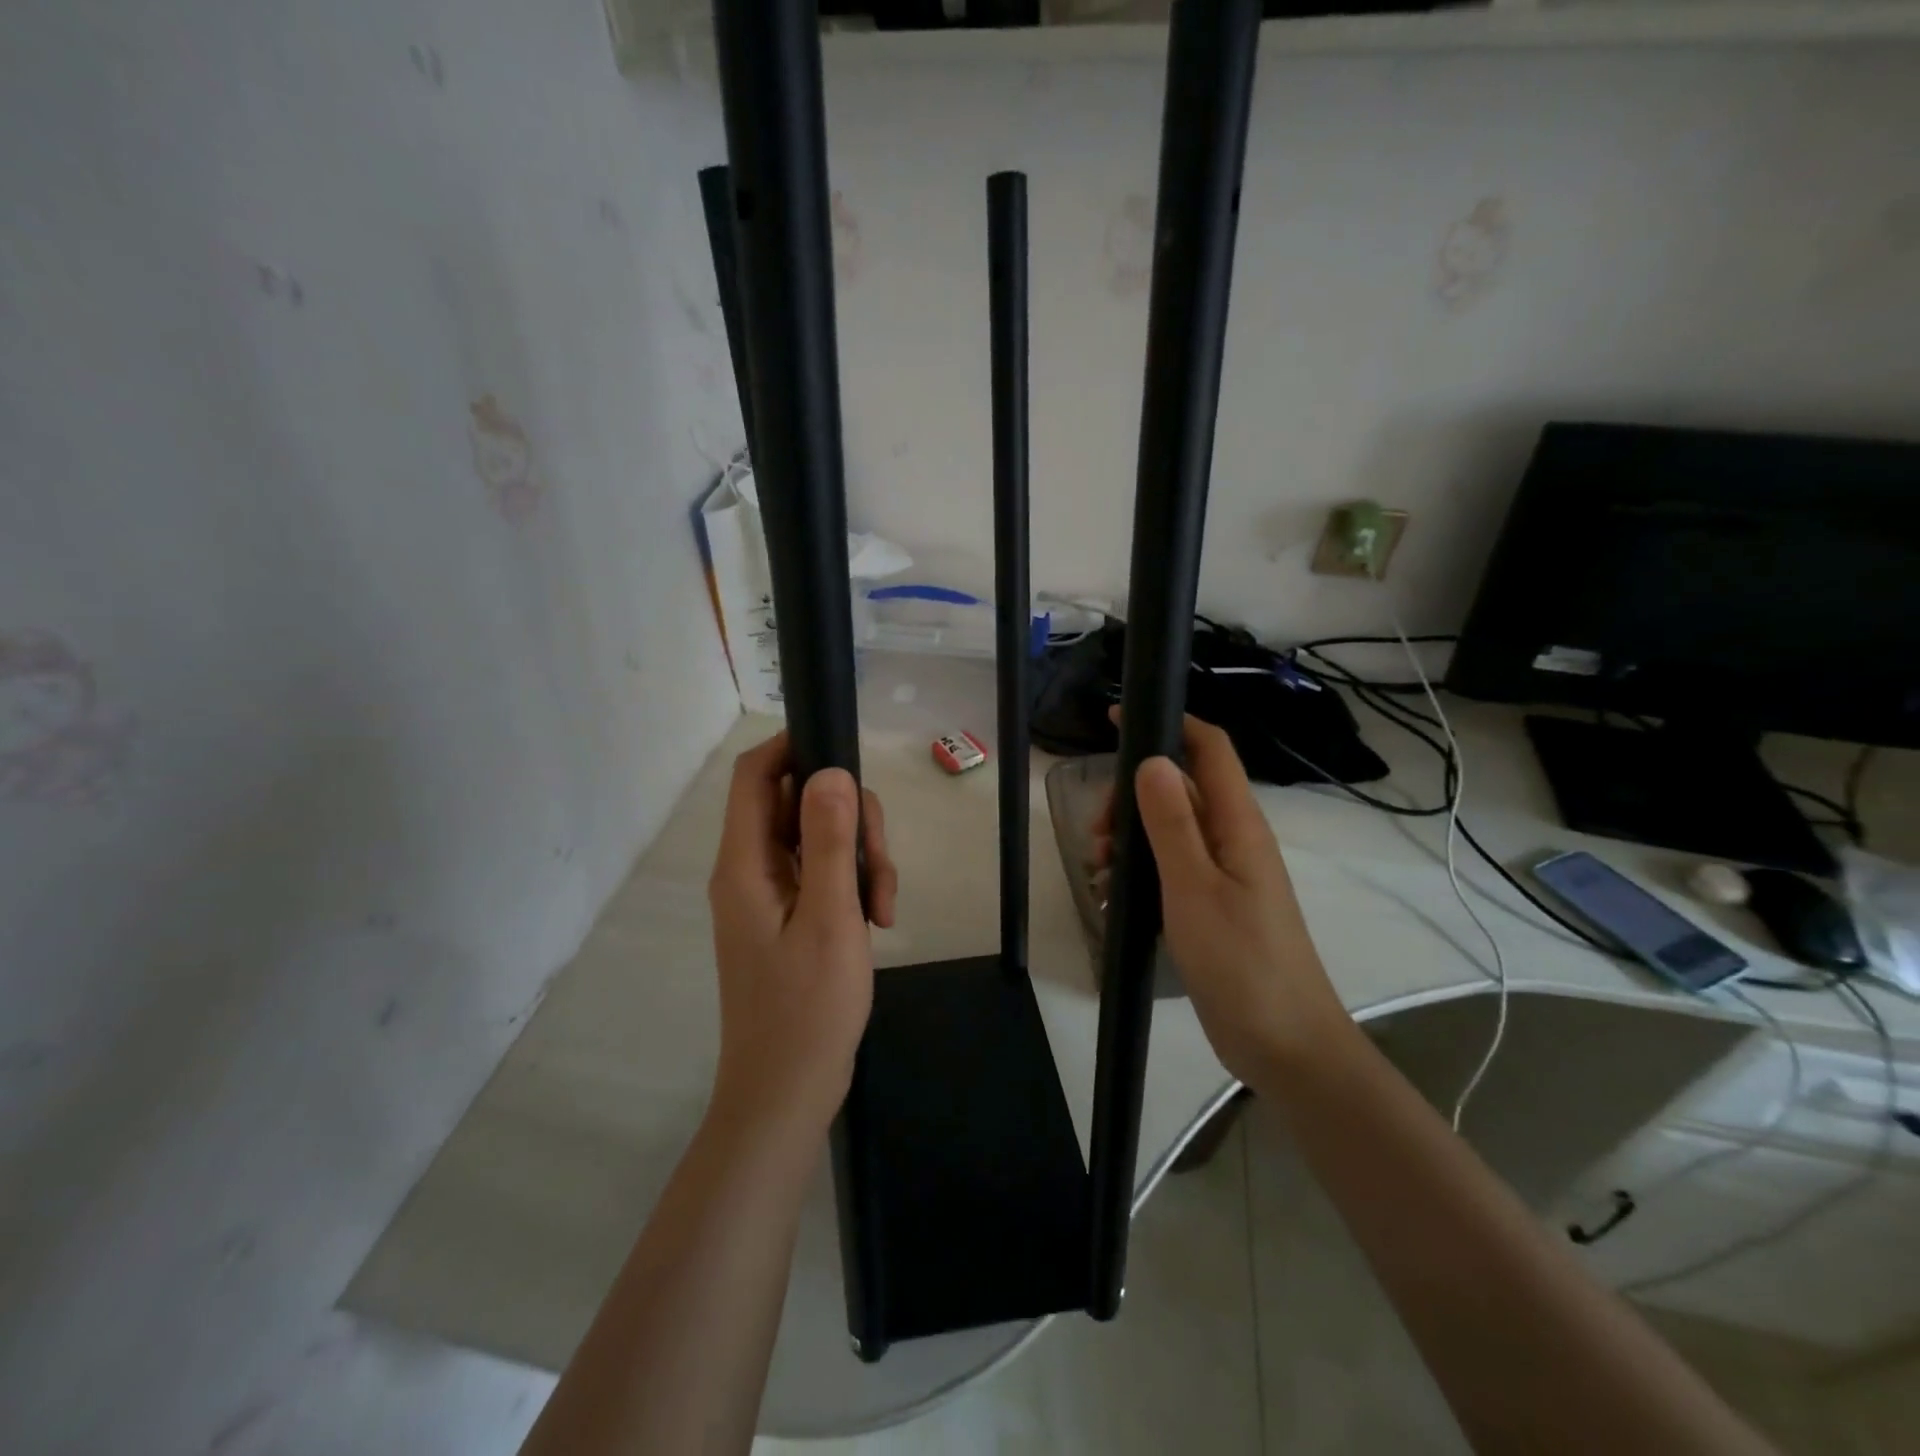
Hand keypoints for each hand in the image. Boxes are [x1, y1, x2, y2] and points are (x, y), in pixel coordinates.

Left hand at [707, 732, 897, 1136]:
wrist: (787, 1094)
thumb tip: (830, 771)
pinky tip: (878, 920)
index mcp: (745, 863)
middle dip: (849, 819)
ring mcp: (771, 894)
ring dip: (860, 857)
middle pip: (798, 803)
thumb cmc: (806, 1009)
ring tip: (884, 906)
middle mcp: (751, 870)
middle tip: (881, 864)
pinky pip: (823, 874)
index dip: (792, 748)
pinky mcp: (790, 916)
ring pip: (819, 838)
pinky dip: (854, 884)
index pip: (754, 775)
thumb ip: (829, 842)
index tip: (845, 753)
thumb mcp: (829, 919)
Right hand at [1098, 715, 1350, 1086]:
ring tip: (1099, 874)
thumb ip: (1172, 822)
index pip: (1209, 749)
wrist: (1284, 1045)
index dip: (1169, 723)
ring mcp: (1224, 875)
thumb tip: (1152, 760)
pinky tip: (1112, 903)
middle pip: (1179, 789)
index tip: (1116, 720)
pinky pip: (1170, 870)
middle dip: (1131, 798)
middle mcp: (1233, 840)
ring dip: (1129, 841)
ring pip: (1170, 832)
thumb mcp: (1195, 887)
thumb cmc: (1241, 961)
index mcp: (1238, 824)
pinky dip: (1139, 875)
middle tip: (1098, 835)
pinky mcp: (1213, 906)